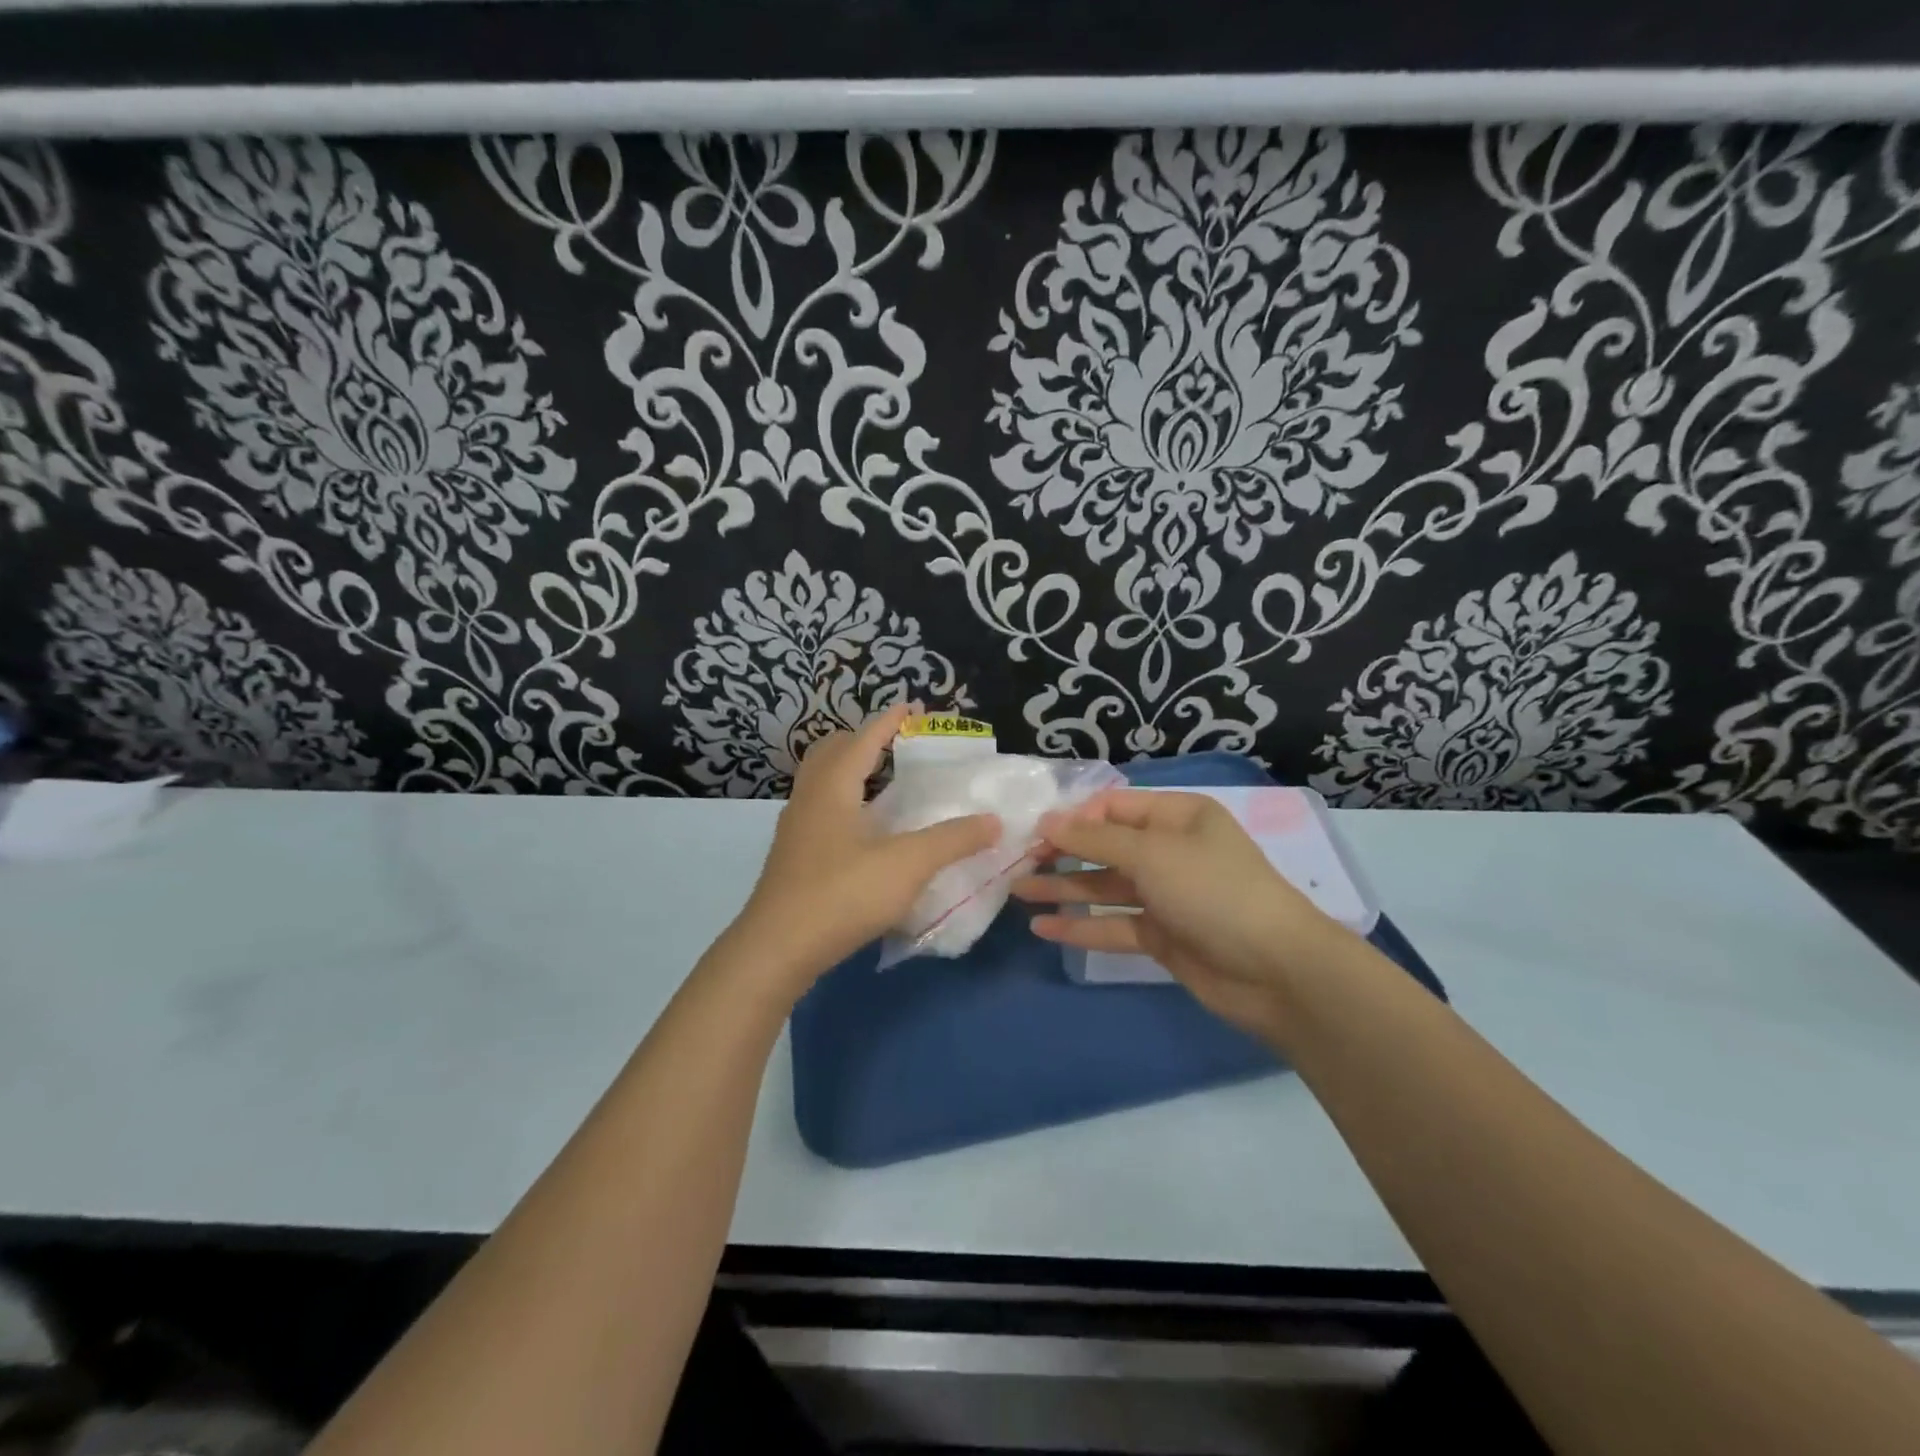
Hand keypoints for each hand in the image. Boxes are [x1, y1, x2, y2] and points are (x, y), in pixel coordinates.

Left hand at [731, 703, 999, 993]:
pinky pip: (819, 811)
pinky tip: (864, 831)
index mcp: (833, 787)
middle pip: (831, 752)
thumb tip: (993, 821)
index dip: (888, 721)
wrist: (776, 950)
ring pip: (821, 783)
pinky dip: (843, 802)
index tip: (911, 707)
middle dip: (863, 740)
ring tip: (884, 783)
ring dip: (849, 772)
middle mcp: (809, 799)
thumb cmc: (842, 895)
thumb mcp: (907, 865)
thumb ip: (952, 840)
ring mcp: (795, 830)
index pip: (863, 739)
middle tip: (896, 744)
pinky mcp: (792, 858)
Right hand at [1015, 789, 1347, 1034]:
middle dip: (1062, 853)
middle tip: (1017, 862)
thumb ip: (1094, 840)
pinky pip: (1114, 924)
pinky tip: (1043, 927)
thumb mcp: (1152, 854)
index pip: (1113, 806)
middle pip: (1105, 846)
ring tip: (1017, 891)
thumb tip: (1046, 821)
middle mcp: (1170, 850)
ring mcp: (1166, 895)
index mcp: (1177, 816)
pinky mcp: (1162, 935)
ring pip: (1105, 886)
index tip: (1032, 831)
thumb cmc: (1213, 891)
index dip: (1073, 817)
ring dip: (1064, 889)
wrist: (1276, 970)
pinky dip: (1082, 925)